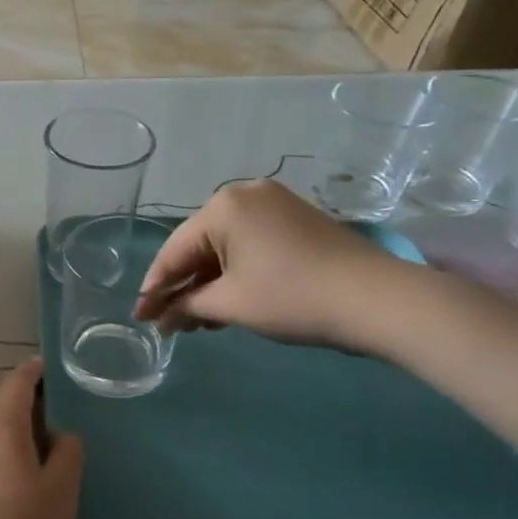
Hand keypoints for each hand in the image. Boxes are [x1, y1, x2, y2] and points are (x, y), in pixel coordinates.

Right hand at [133, 180, 415, 348]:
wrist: (378, 299)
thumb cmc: (292, 297)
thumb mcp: (230, 304)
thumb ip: (187, 307)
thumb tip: (161, 318)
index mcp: (223, 206)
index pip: (174, 251)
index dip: (154, 289)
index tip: (139, 318)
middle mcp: (245, 195)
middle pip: (198, 247)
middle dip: (183, 287)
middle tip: (168, 324)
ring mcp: (274, 205)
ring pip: (225, 249)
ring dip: (208, 285)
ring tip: (197, 322)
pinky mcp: (296, 220)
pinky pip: (250, 246)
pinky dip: (235, 275)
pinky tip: (226, 304)